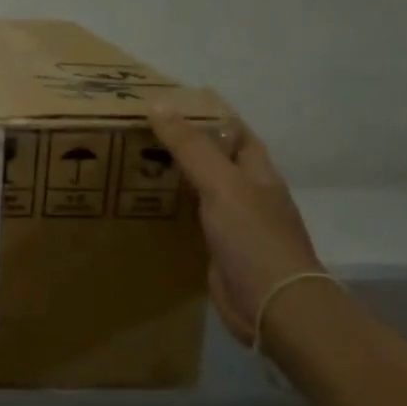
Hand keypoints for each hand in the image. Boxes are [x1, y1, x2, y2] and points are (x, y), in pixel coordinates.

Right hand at [145, 105, 325, 345]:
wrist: (272, 305)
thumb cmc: (253, 238)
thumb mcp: (221, 184)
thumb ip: (191, 147)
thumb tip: (159, 104)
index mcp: (257, 172)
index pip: (234, 131)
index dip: (208, 113)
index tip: (171, 100)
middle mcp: (248, 194)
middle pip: (216, 159)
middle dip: (185, 143)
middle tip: (140, 130)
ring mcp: (234, 224)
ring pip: (201, 189)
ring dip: (174, 176)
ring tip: (134, 161)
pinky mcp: (218, 249)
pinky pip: (190, 219)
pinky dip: (170, 208)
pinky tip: (145, 206)